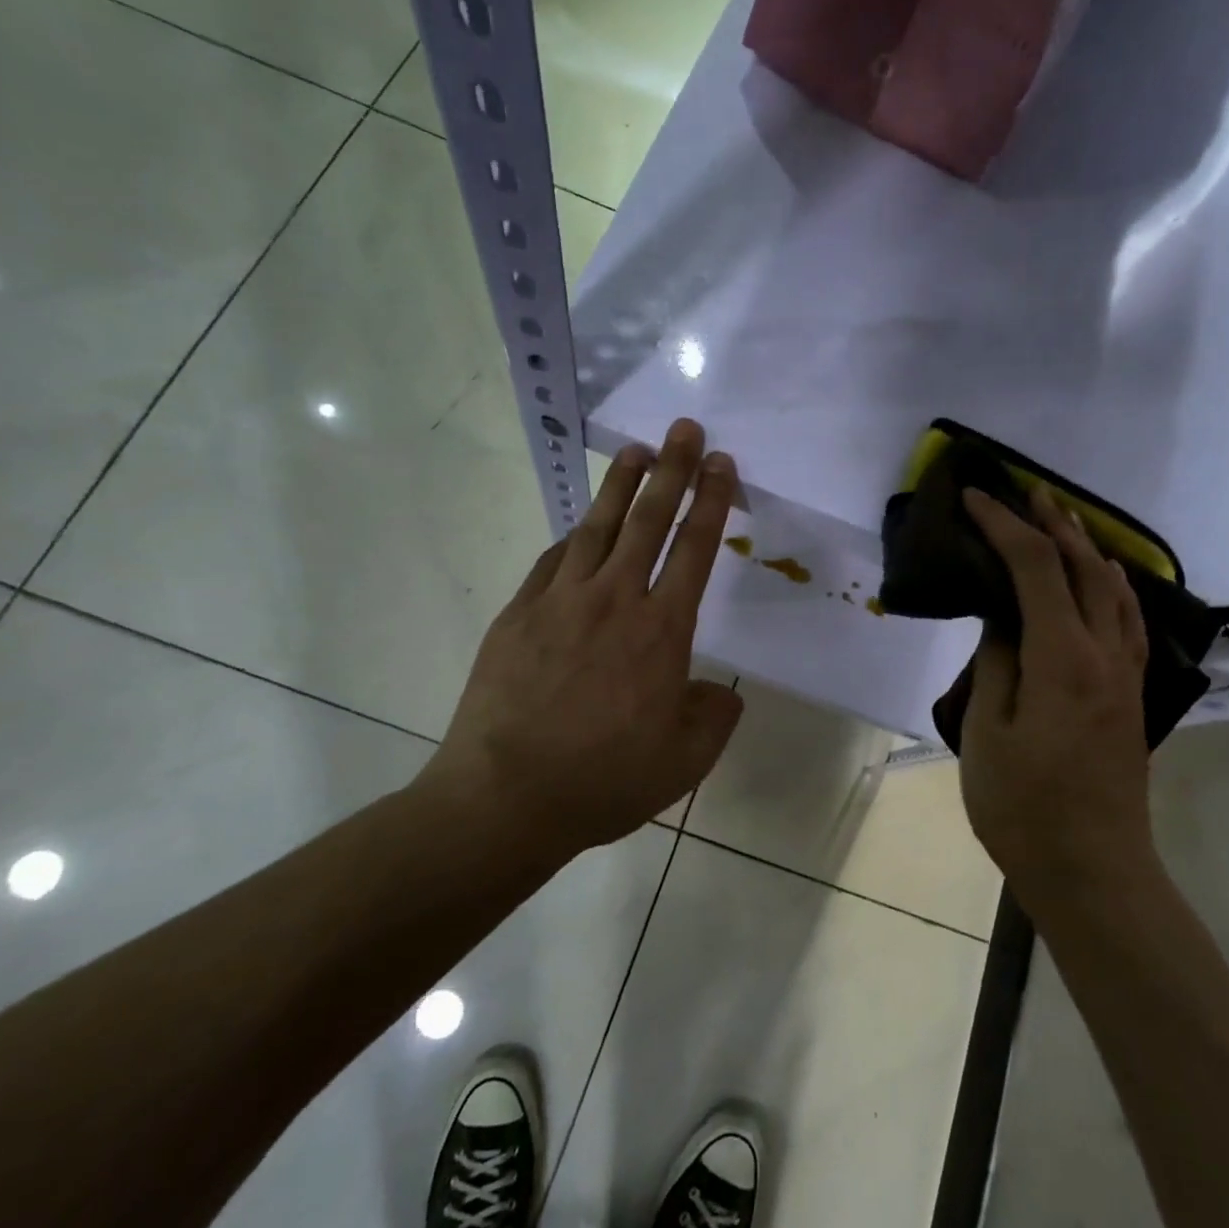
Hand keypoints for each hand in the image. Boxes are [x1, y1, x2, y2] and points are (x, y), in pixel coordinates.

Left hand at [410, 418, 744, 859]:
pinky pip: (553, 561)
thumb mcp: (685, 762)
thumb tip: (721, 692)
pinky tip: (580, 529)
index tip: (722, 464)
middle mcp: (615, 601)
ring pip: (597, 528)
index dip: (712, 502)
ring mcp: (560, 602)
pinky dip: (573, 538)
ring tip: (637, 452)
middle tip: (685, 429)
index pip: (695, 550)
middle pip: (649, 521)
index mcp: (662, 631)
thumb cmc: (605, 780)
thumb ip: (714, 719)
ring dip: (620, 486)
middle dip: (673, 470)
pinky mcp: (519, 614)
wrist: (506, 798)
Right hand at [957, 485, 1153, 890]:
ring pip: (1114, 591)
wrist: (1093, 870)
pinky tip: (1102, 582)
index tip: (974, 498)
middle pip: (1084, 569)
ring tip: (1063, 522)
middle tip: (1024, 491)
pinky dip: (1111, 586)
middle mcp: (1105, 654)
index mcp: (1064, 658)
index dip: (1004, 527)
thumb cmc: (1025, 808)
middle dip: (1053, 524)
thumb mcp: (987, 733)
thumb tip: (1003, 621)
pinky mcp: (1130, 696)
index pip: (1035, 569)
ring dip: (1087, 549)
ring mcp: (1126, 675)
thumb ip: (997, 664)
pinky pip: (1128, 620)